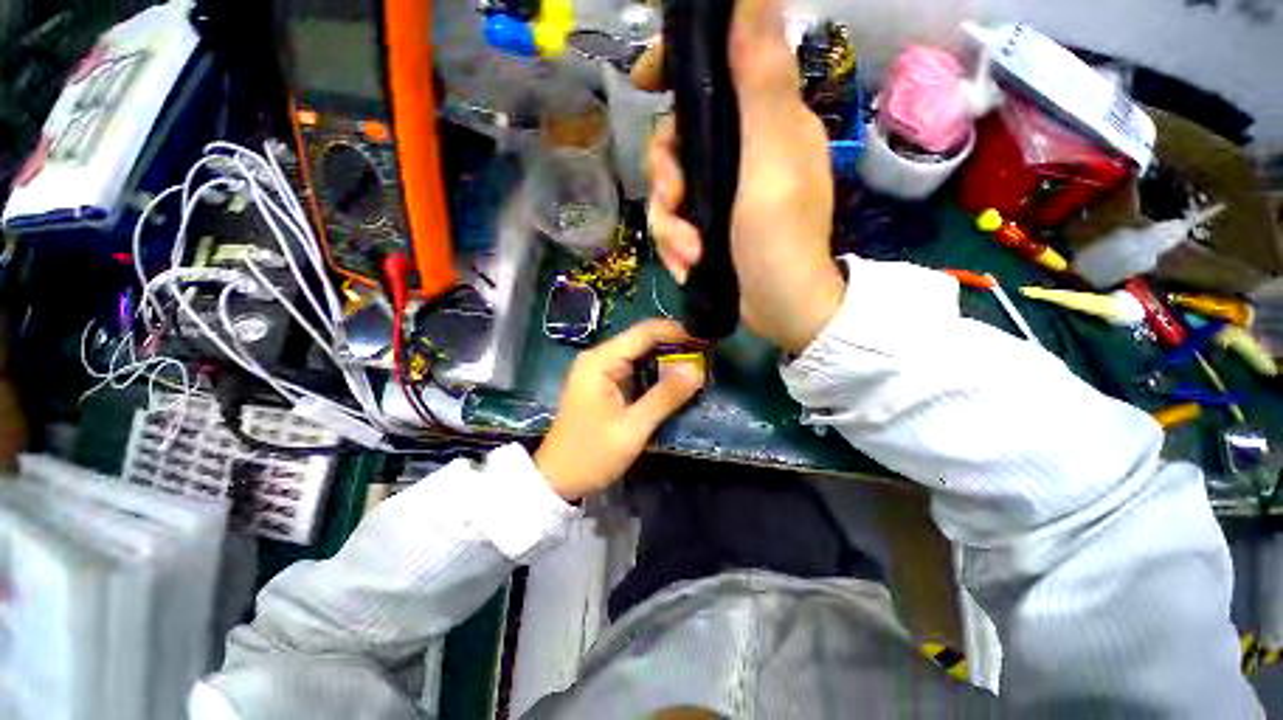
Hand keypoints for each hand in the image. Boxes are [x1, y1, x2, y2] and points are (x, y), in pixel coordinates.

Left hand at [535, 320, 704, 500]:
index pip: (644, 332)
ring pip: (640, 357)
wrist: (558, 480)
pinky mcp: (604, 385)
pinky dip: (655, 376)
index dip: (676, 332)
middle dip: (674, 348)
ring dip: (666, 363)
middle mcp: (599, 359)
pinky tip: (674, 385)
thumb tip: (697, 369)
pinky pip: (635, 372)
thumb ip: (665, 397)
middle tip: (705, 359)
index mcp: (600, 361)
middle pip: (642, 342)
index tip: (705, 339)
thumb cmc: (591, 454)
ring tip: (696, 370)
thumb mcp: (632, 428)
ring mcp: (600, 372)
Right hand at [633, 0, 845, 354]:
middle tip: (676, 207)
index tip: (644, 83)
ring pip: (671, 191)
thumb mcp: (771, 157)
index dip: (674, 71)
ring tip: (687, 254)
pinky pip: (676, 224)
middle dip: (666, 178)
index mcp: (764, 122)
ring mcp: (724, 194)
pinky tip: (687, 266)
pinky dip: (676, 246)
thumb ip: (762, 79)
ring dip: (669, 227)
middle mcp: (743, 152)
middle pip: (678, 141)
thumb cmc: (780, 239)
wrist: (782, 309)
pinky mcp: (711, 227)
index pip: (714, 73)